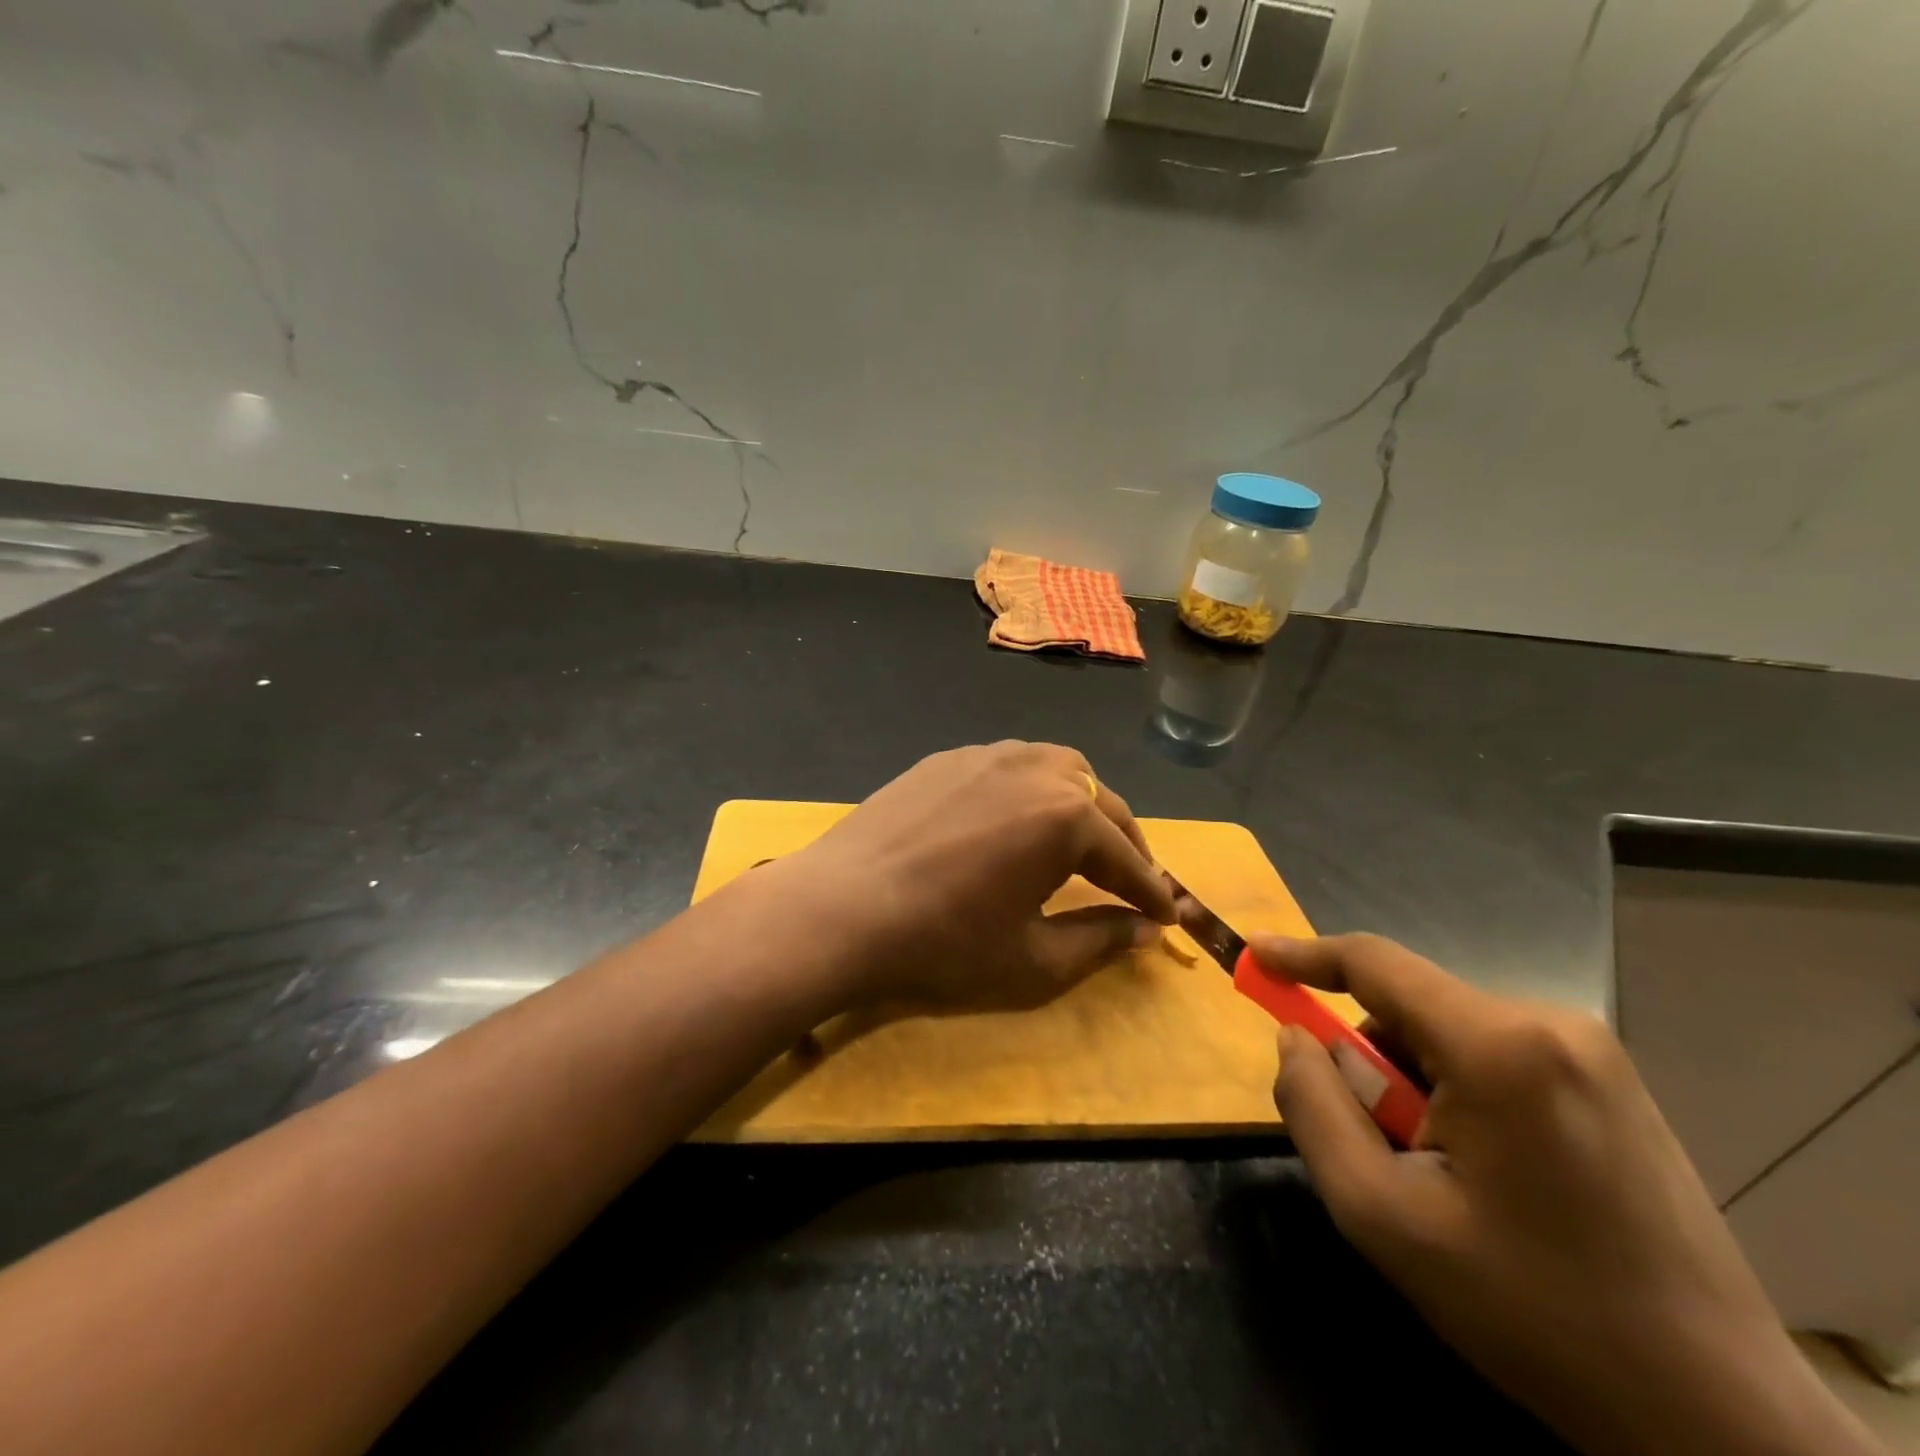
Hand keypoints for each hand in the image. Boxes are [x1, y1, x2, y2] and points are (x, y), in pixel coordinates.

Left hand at [775, 741, 1175, 1011]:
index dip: (1150, 892)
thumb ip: (1099, 939)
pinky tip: (1014, 819)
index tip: (1165, 917)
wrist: (841, 909)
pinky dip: (1031, 790)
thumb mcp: (1034, 960)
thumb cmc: (945, 943)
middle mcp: (1036, 769)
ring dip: (1081, 804)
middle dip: (1123, 842)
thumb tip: (1143, 931)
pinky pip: (1008, 766)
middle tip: (1131, 880)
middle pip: (1100, 801)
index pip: (1126, 858)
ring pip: (1057, 768)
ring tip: (1079, 841)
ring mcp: (986, 755)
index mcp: (1067, 816)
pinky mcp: (945, 759)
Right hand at [1262, 933, 1885, 1455]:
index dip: (1303, 954)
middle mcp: (1551, 1024)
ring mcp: (1592, 1051)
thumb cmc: (1534, 1312)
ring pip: (1446, 1035)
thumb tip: (1295, 1037)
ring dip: (1416, 1088)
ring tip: (1447, 1180)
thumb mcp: (1382, 1215)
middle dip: (1372, 1067)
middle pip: (1408, 1008)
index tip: (1253, 956)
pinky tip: (1494, 1178)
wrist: (1719, 1418)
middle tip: (1384, 1152)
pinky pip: (1492, 1056)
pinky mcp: (1610, 1081)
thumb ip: (1313, 1107)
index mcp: (1498, 1047)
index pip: (1373, 963)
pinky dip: (1459, 1095)